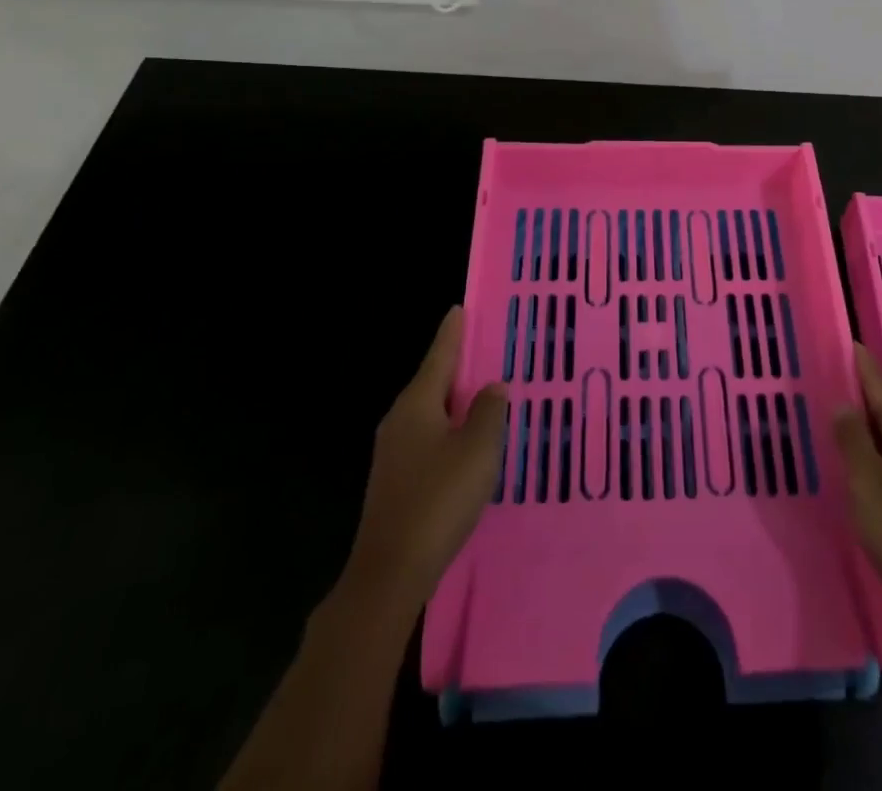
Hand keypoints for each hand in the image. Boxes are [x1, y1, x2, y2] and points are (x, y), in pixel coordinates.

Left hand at [342, 307, 507, 610]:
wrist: (389, 572)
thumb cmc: (438, 500)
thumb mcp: (477, 450)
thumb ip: (487, 412)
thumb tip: (491, 387)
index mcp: (417, 404)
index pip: (439, 356)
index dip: (453, 333)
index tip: (460, 309)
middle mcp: (399, 421)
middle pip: (432, 382)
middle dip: (456, 367)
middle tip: (484, 349)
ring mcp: (393, 453)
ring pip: (430, 413)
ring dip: (454, 401)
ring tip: (482, 393)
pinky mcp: (395, 480)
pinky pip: (427, 439)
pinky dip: (448, 429)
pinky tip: (465, 442)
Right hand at [833, 345, 881, 631]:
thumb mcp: (867, 481)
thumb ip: (852, 438)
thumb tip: (843, 403)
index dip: (862, 366)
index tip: (848, 341)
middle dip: (862, 390)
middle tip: (833, 372)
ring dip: (868, 419)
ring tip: (839, 407)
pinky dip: (875, 444)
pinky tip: (859, 452)